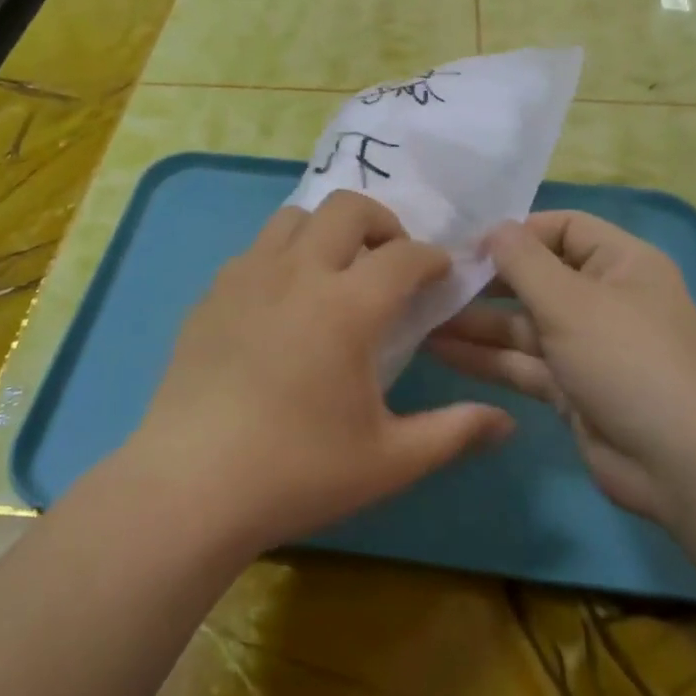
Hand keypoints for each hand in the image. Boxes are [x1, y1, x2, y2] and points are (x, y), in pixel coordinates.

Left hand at [126, 190, 513, 555]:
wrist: (190, 487)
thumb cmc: (298, 472)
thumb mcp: (389, 460)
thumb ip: (454, 432)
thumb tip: (505, 423)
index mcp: (347, 306)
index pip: (404, 254)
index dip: (432, 258)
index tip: (441, 275)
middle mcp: (297, 273)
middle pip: (346, 208)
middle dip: (382, 223)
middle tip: (391, 264)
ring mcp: (246, 279)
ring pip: (294, 218)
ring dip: (327, 231)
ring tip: (337, 274)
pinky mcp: (210, 297)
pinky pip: (255, 251)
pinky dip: (283, 257)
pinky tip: (284, 305)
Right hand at [427, 211, 695, 524]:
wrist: (682, 463)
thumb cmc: (629, 360)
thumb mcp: (572, 301)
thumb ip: (524, 262)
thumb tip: (492, 228)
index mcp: (619, 264)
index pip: (562, 229)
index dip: (515, 233)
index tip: (466, 248)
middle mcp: (603, 299)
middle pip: (536, 278)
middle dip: (485, 282)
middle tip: (431, 285)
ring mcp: (586, 347)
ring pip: (522, 325)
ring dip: (476, 323)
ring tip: (420, 319)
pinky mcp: (570, 389)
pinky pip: (522, 363)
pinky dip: (485, 357)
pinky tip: (439, 350)